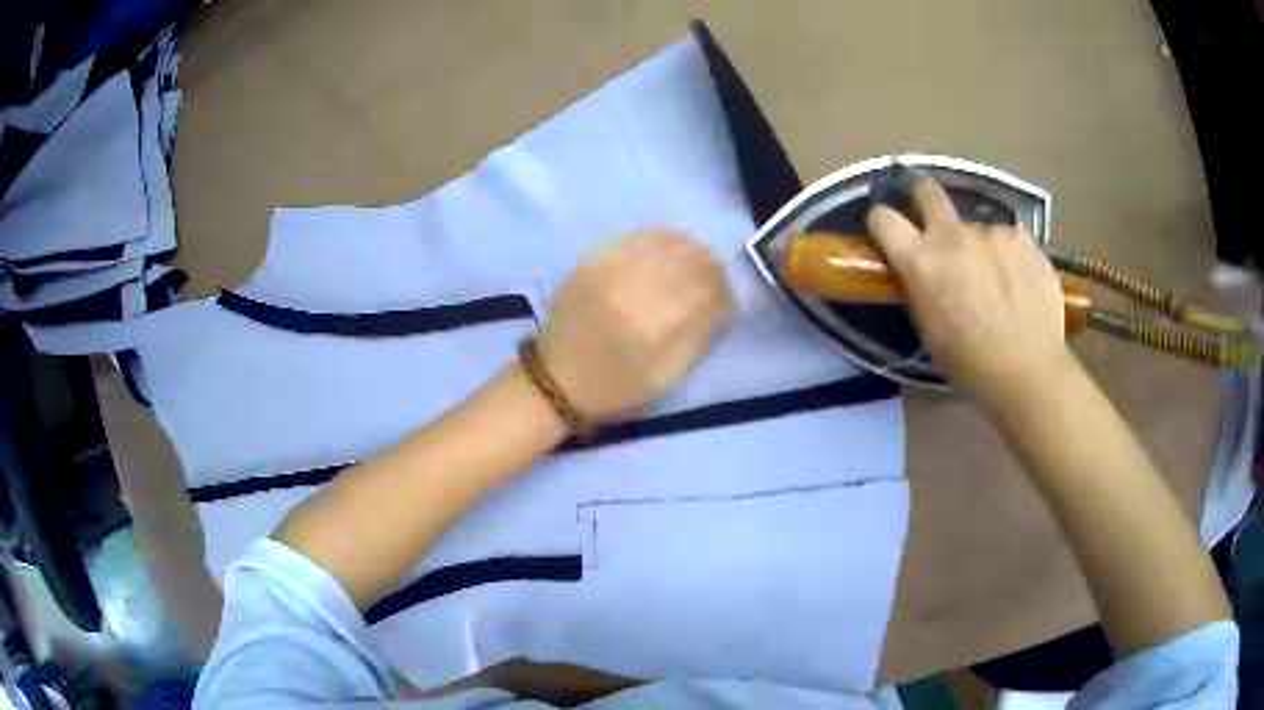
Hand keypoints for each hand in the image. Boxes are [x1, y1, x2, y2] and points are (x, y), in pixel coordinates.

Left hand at [538, 230, 733, 420]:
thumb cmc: (615, 388)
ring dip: (689, 251)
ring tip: (695, 267)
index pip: (706, 289)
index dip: (724, 293)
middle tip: (715, 285)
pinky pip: (636, 237)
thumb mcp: (665, 378)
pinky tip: (667, 252)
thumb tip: (719, 307)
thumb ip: (697, 338)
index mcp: (652, 322)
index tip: (727, 306)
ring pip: (665, 241)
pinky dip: (661, 240)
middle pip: (690, 258)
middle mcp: (632, 285)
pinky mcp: (593, 259)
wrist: (556, 381)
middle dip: (711, 269)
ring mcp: (609, 267)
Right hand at [866, 176, 1073, 402]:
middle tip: (934, 222)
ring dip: (979, 245)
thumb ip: (919, 286)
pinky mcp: (1023, 237)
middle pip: (927, 190)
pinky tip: (1020, 283)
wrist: (1028, 370)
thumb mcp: (928, 329)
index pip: (883, 218)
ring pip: (977, 227)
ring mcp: (991, 232)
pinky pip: (1008, 238)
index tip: (890, 233)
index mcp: (921, 261)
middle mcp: (953, 235)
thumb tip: (918, 268)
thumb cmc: (970, 363)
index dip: (883, 222)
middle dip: (924, 199)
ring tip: (998, 280)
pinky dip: (1009, 255)